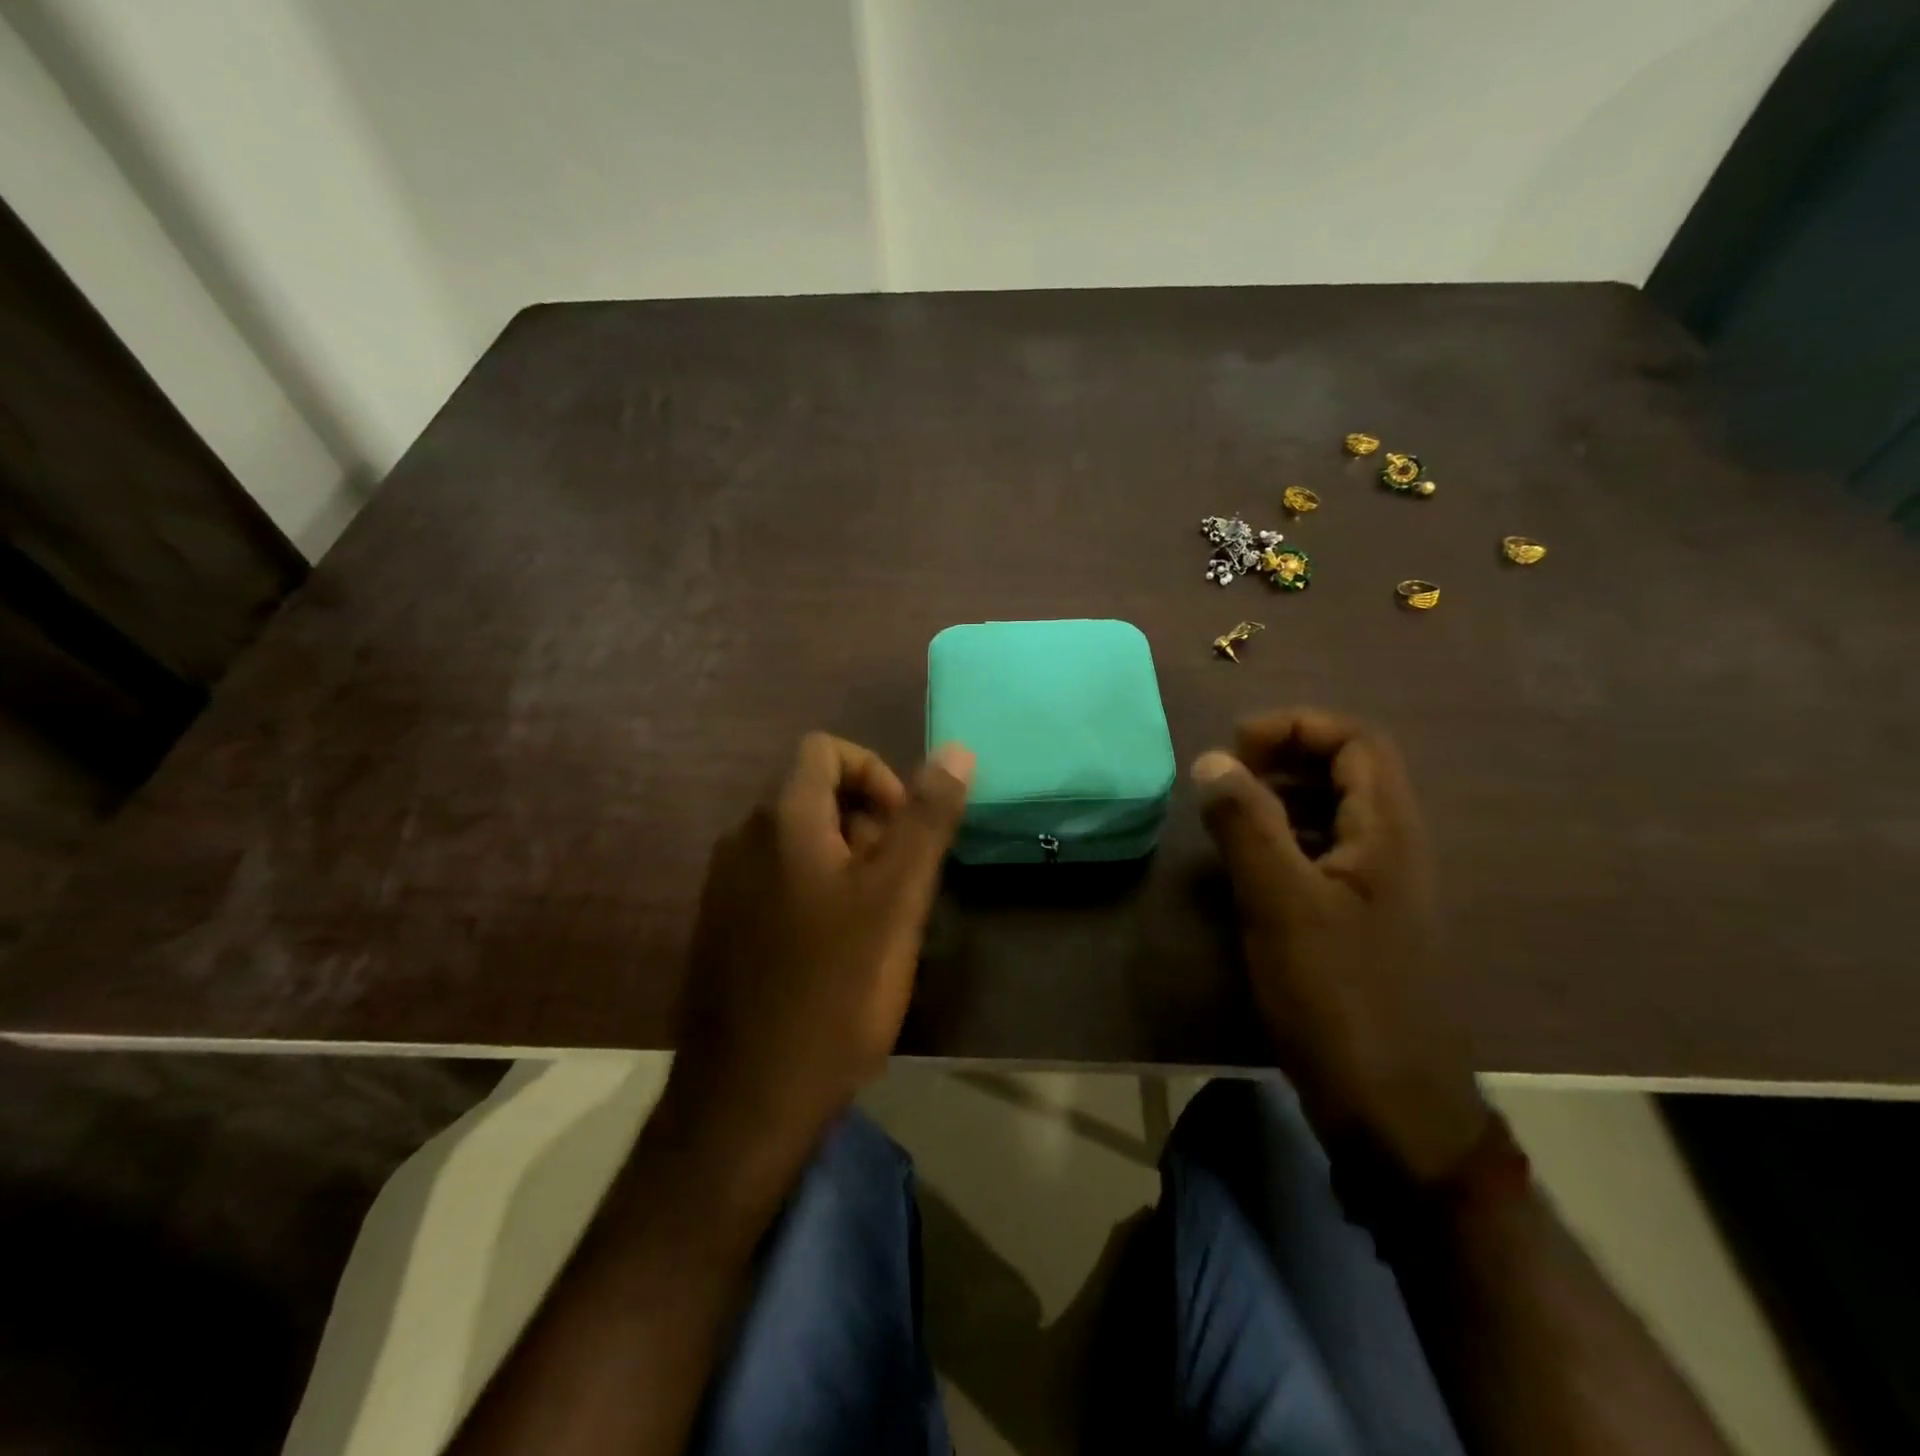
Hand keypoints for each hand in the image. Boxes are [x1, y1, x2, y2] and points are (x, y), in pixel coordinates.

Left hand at [665, 733, 973, 1160]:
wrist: (746, 1101)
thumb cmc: (833, 989)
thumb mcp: (896, 898)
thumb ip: (926, 819)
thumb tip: (956, 750)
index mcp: (781, 820)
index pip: (826, 751)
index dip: (876, 774)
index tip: (905, 829)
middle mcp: (742, 840)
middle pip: (814, 796)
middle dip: (868, 824)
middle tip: (900, 887)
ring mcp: (725, 888)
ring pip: (800, 844)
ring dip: (847, 863)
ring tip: (877, 924)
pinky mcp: (721, 930)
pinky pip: (778, 883)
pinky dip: (817, 893)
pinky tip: (838, 954)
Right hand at [1193, 710, 1488, 1182]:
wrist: (1390, 1109)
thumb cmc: (1338, 997)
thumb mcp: (1280, 903)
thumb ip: (1246, 825)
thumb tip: (1213, 760)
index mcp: (1388, 832)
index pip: (1356, 740)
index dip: (1296, 727)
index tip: (1236, 750)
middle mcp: (1391, 849)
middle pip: (1347, 770)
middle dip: (1284, 758)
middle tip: (1227, 780)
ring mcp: (1377, 889)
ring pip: (1332, 815)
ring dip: (1280, 801)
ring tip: (1227, 819)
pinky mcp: (1357, 923)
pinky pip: (1321, 857)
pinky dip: (1282, 843)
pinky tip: (1246, 871)